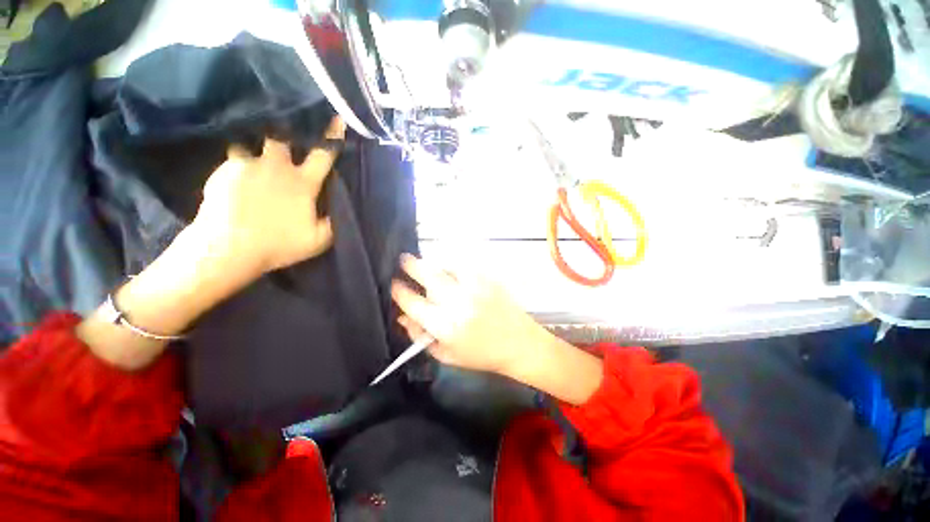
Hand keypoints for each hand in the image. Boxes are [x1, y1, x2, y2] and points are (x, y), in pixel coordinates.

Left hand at [191, 117, 344, 276]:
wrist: (228, 248)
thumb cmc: (279, 244)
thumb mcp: (319, 240)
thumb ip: (333, 222)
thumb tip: (341, 209)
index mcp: (302, 182)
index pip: (322, 153)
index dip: (332, 136)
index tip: (337, 118)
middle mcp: (276, 166)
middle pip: (281, 136)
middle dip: (286, 133)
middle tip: (284, 136)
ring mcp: (247, 165)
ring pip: (252, 144)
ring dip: (256, 148)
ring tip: (254, 159)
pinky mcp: (223, 170)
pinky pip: (234, 159)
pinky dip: (238, 165)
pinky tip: (236, 179)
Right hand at [391, 255, 547, 377]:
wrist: (519, 343)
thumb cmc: (481, 354)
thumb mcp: (446, 355)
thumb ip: (421, 336)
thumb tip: (403, 317)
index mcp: (446, 326)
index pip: (414, 304)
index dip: (399, 292)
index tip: (393, 284)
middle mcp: (458, 303)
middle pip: (428, 276)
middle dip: (411, 265)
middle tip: (403, 259)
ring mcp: (474, 288)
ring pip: (445, 266)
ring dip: (432, 263)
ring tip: (426, 264)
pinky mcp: (487, 280)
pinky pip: (463, 265)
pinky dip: (451, 264)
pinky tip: (448, 267)